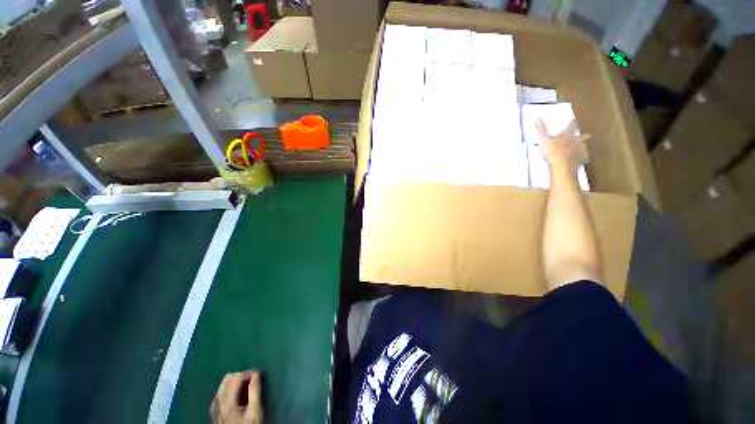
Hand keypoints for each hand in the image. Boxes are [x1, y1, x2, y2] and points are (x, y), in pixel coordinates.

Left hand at [210, 371, 262, 423]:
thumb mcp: (255, 412)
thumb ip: (255, 392)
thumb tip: (257, 375)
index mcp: (228, 402)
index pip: (236, 378)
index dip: (248, 373)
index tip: (258, 376)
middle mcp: (218, 403)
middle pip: (227, 379)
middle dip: (240, 376)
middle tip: (251, 381)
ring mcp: (214, 408)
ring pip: (222, 385)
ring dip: (234, 382)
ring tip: (245, 388)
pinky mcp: (214, 413)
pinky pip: (220, 394)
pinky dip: (229, 390)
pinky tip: (236, 397)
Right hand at [535, 119, 589, 171]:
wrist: (561, 165)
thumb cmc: (552, 151)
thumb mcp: (543, 139)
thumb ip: (541, 129)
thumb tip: (537, 118)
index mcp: (567, 135)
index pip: (570, 126)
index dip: (572, 123)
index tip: (574, 120)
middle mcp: (576, 141)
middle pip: (582, 137)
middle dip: (583, 136)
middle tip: (586, 135)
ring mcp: (579, 151)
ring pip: (584, 147)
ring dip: (584, 147)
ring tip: (584, 148)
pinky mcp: (580, 161)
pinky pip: (584, 159)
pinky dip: (584, 158)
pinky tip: (583, 160)